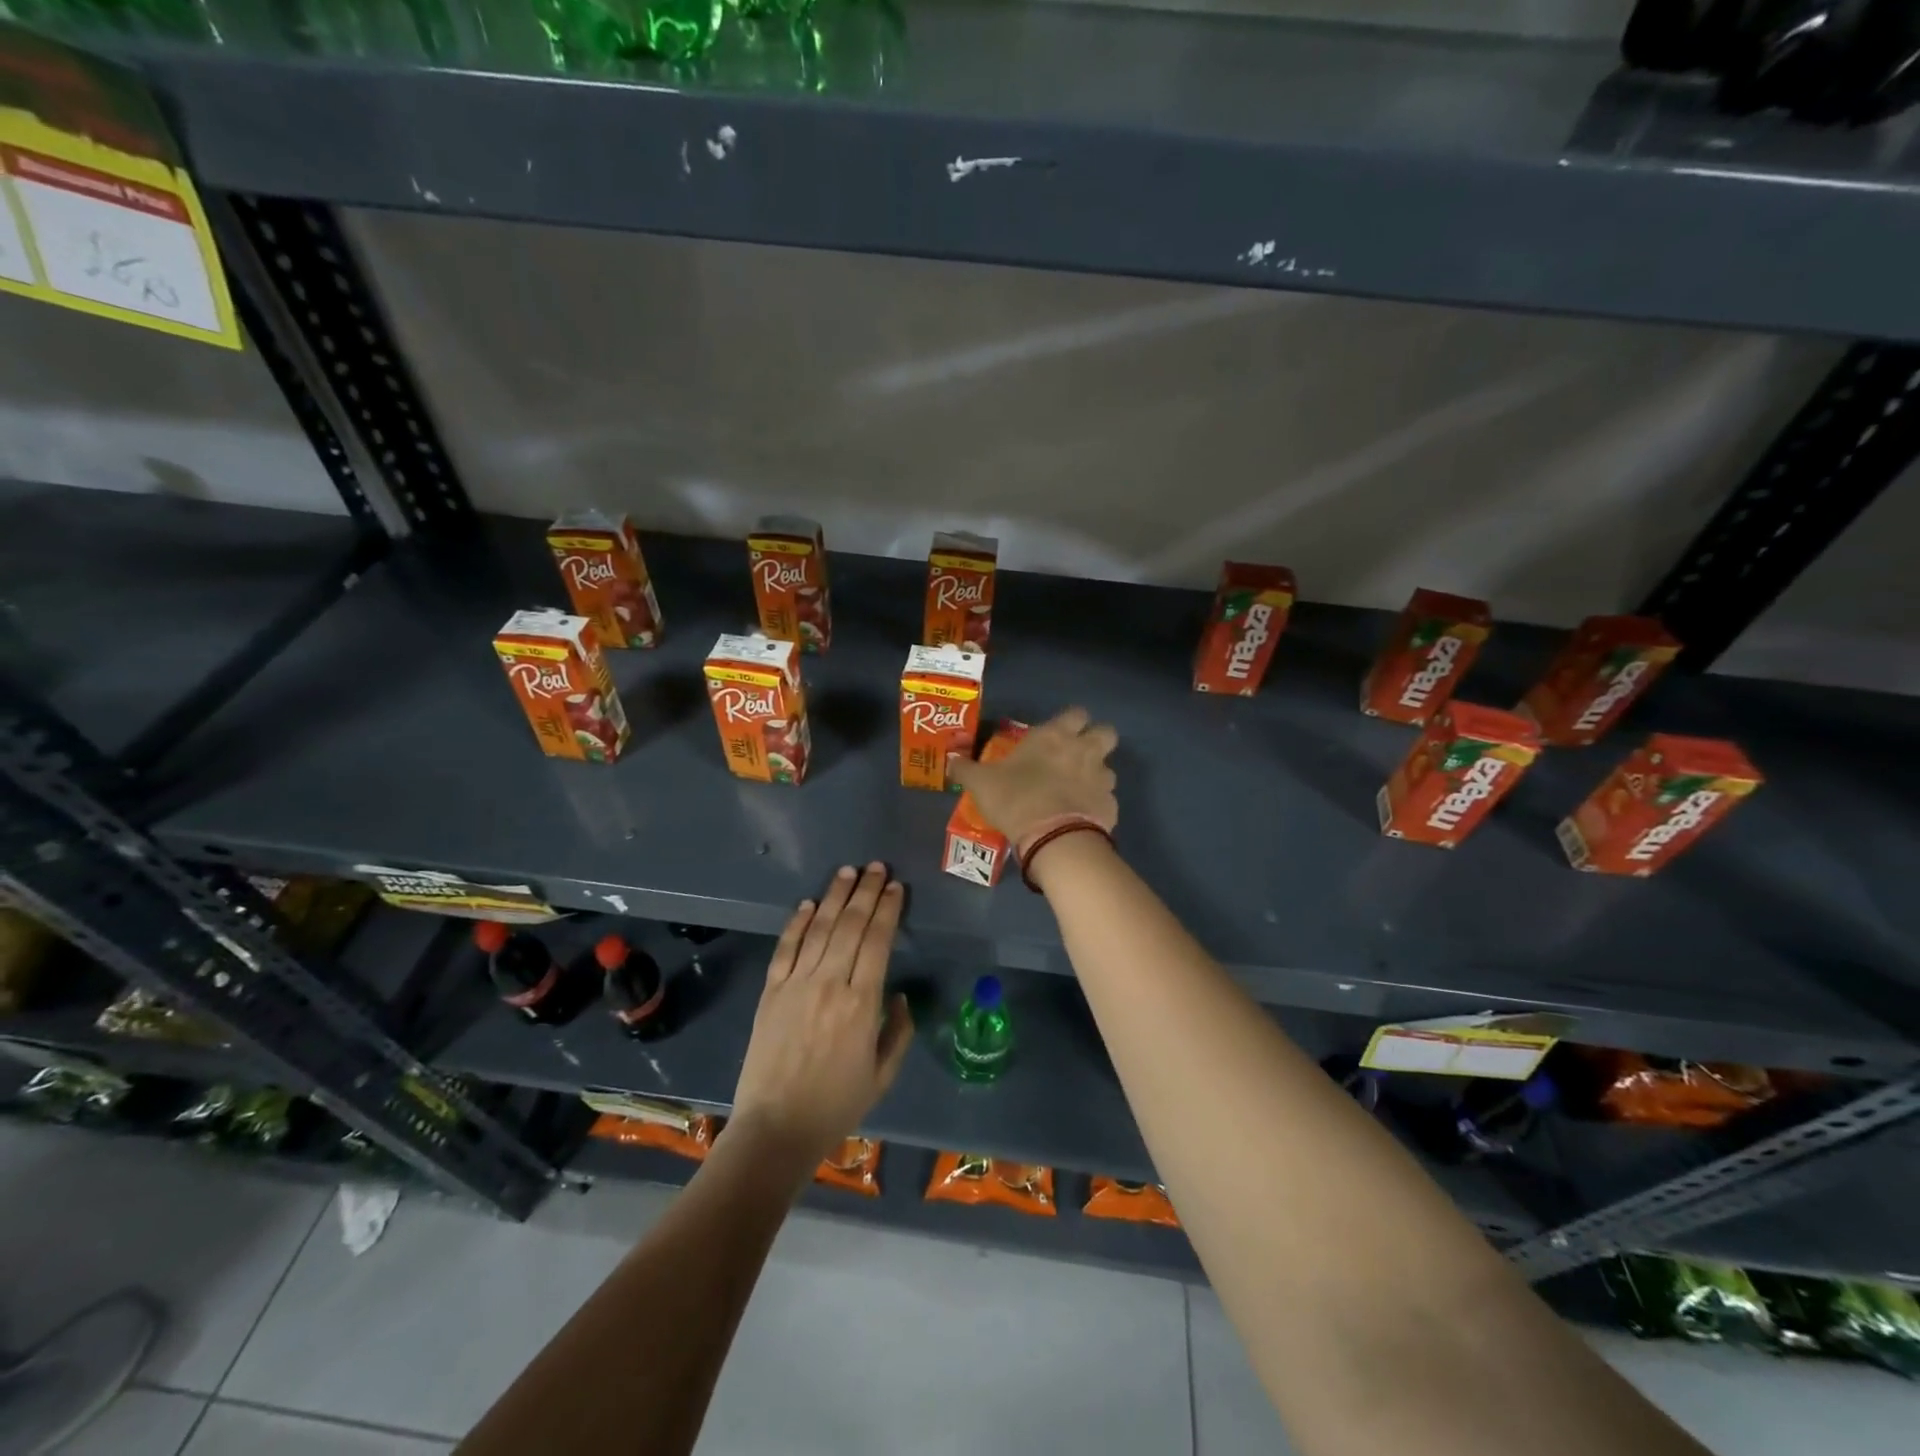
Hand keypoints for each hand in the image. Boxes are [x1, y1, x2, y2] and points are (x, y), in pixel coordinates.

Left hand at [728, 864, 913, 1179]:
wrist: (775, 1129)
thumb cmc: (835, 1105)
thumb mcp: (882, 1075)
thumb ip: (897, 1031)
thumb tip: (898, 995)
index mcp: (861, 1004)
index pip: (877, 941)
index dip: (887, 910)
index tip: (895, 887)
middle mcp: (829, 984)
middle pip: (849, 925)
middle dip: (865, 891)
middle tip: (876, 866)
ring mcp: (795, 985)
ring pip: (819, 929)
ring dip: (834, 896)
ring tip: (847, 872)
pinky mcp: (770, 992)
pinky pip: (785, 949)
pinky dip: (797, 923)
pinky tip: (807, 904)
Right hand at [949, 707, 1118, 850]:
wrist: (1053, 837)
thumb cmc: (1015, 798)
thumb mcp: (981, 783)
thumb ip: (966, 770)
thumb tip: (951, 762)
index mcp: (1055, 736)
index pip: (1076, 713)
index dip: (1071, 721)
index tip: (1059, 733)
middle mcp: (1084, 750)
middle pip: (1106, 732)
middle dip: (1096, 740)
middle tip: (1077, 754)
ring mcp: (1102, 778)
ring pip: (1109, 768)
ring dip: (1097, 775)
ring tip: (1077, 791)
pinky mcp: (1110, 806)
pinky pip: (1107, 800)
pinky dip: (1096, 806)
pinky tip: (1080, 818)